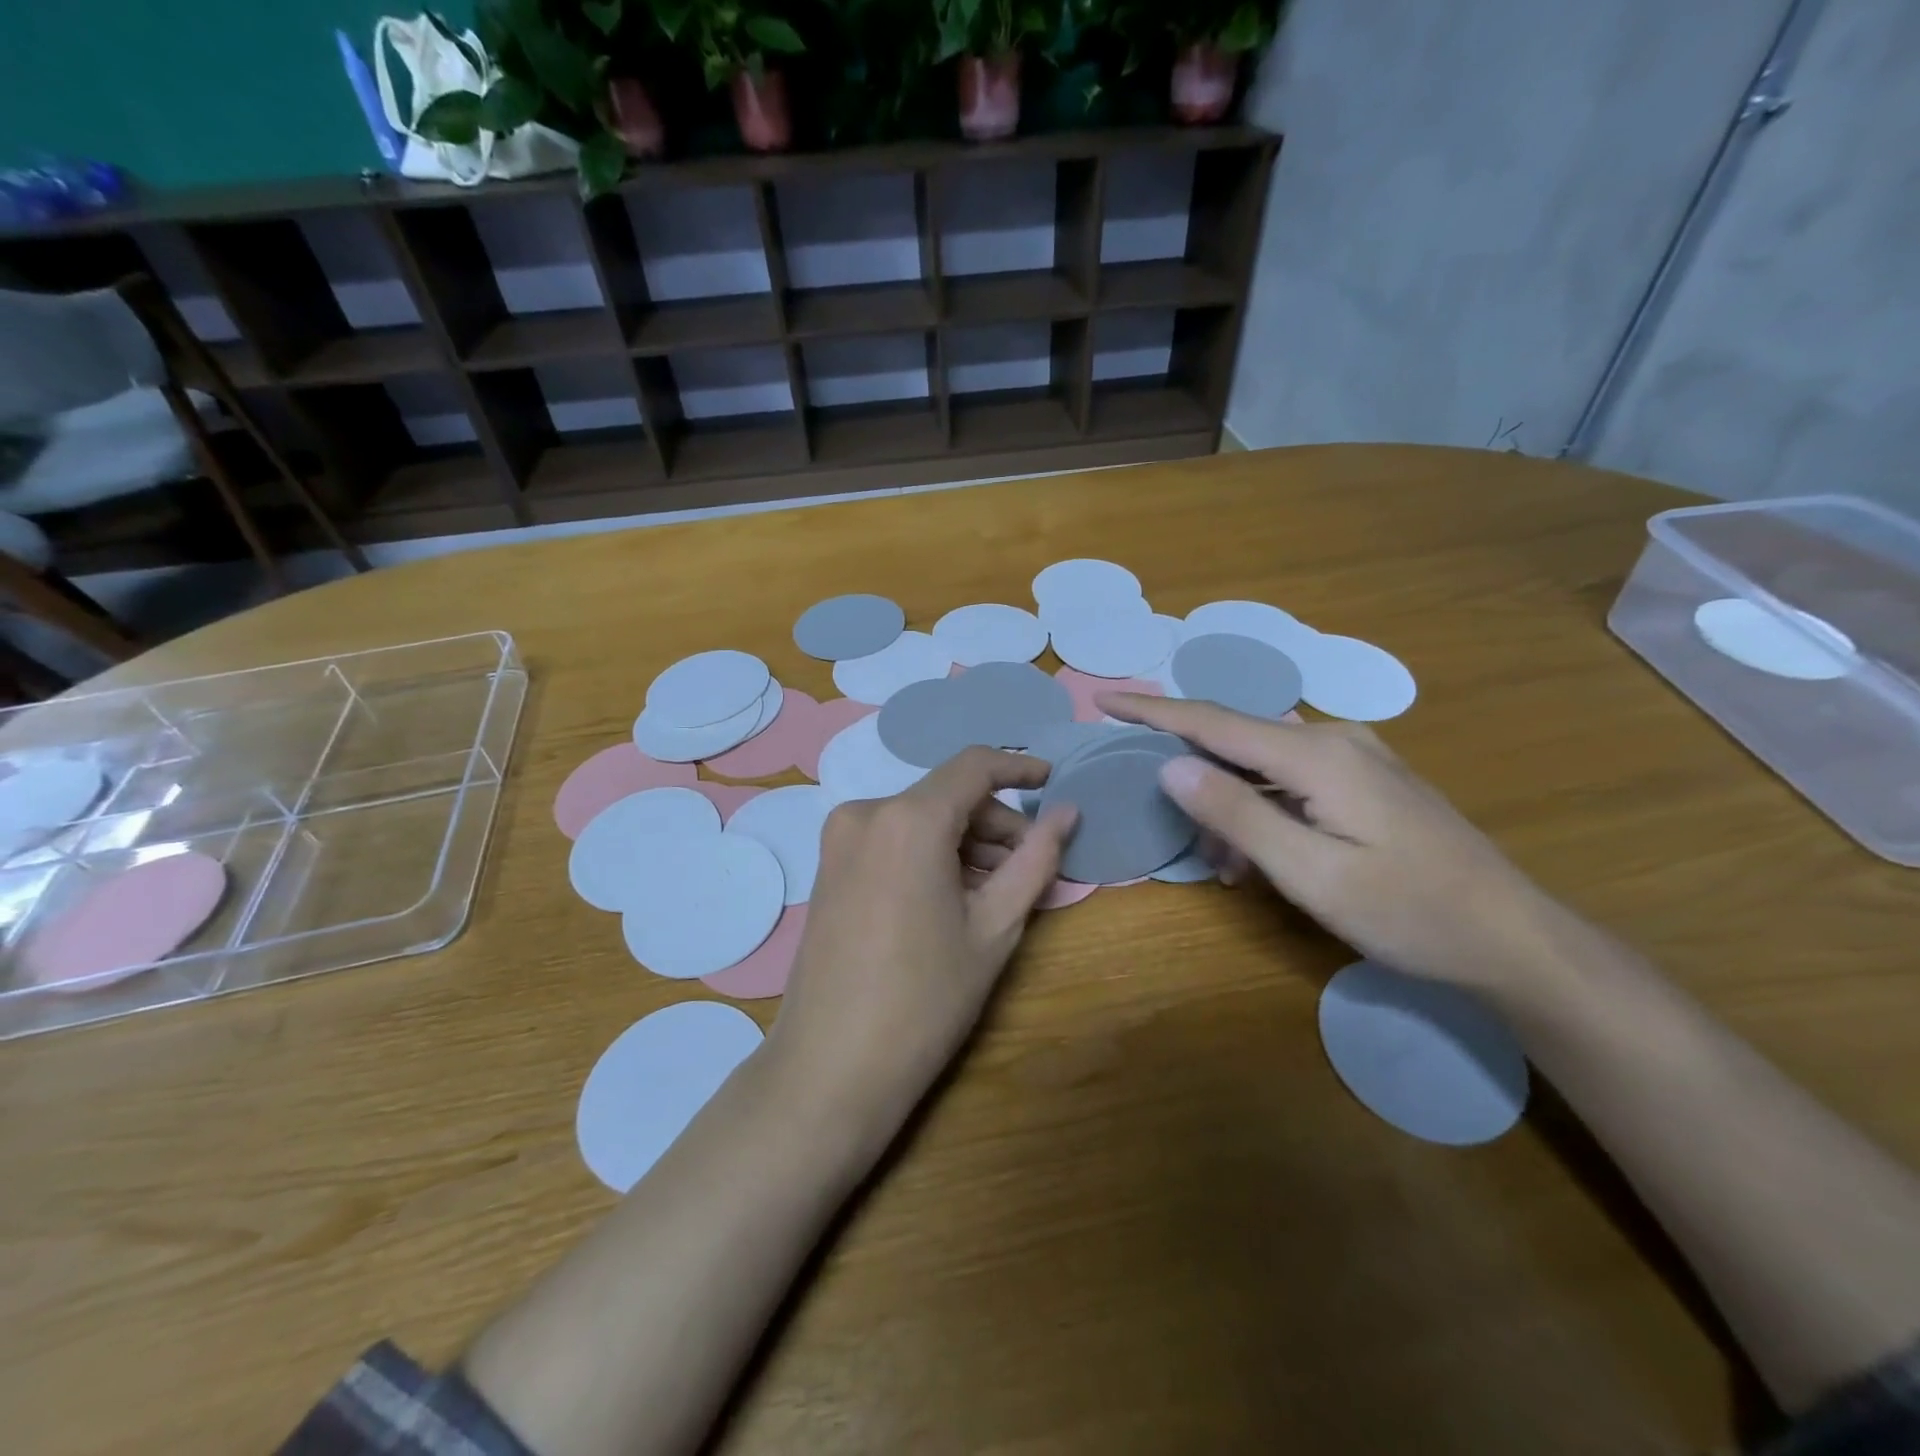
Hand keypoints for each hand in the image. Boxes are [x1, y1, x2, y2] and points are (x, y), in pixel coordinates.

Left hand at [769, 748, 1076, 1142]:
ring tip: (998, 890)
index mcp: (909, 819)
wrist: (831, 1067)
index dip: (1019, 767)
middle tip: (1031, 867)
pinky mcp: (829, 864)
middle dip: (995, 822)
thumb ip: (1036, 860)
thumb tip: (1068, 813)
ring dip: (964, 841)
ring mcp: (840, 838)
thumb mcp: (995, 928)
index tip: (1053, 784)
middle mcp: (867, 812)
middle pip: (947, 795)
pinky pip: (893, 838)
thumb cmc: (925, 999)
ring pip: (920, 818)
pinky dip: (930, 853)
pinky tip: (953, 896)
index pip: (974, 766)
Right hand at [1101, 693, 1553, 992]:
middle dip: (1194, 778)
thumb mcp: (1311, 874)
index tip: (1103, 699)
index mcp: (1317, 756)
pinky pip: (1290, 781)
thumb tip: (1170, 765)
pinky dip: (1262, 811)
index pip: (1213, 721)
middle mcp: (1333, 740)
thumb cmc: (1409, 913)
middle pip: (1235, 741)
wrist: (1512, 938)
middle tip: (1175, 829)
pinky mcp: (1365, 779)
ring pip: (1261, 766)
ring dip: (1230, 807)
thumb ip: (1236, 814)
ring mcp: (1355, 757)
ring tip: (1225, 866)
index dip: (1153, 710)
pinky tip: (1262, 857)